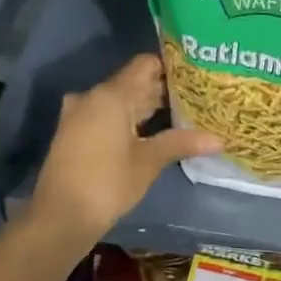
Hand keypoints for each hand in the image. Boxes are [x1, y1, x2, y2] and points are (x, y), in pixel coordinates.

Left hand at [30, 54, 221, 246]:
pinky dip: (128, 119)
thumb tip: (219, 139)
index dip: (171, 67)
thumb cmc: (107, 183)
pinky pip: (107, 115)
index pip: (145, 64)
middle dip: (163, 91)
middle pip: (133, 82)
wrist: (60, 216)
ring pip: (120, 101)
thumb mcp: (149, 161)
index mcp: (111, 95)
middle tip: (197, 98)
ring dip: (146, 107)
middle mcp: (92, 96)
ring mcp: (79, 114)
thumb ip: (181, 142)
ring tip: (181, 115)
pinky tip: (151, 133)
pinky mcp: (74, 132)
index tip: (196, 75)